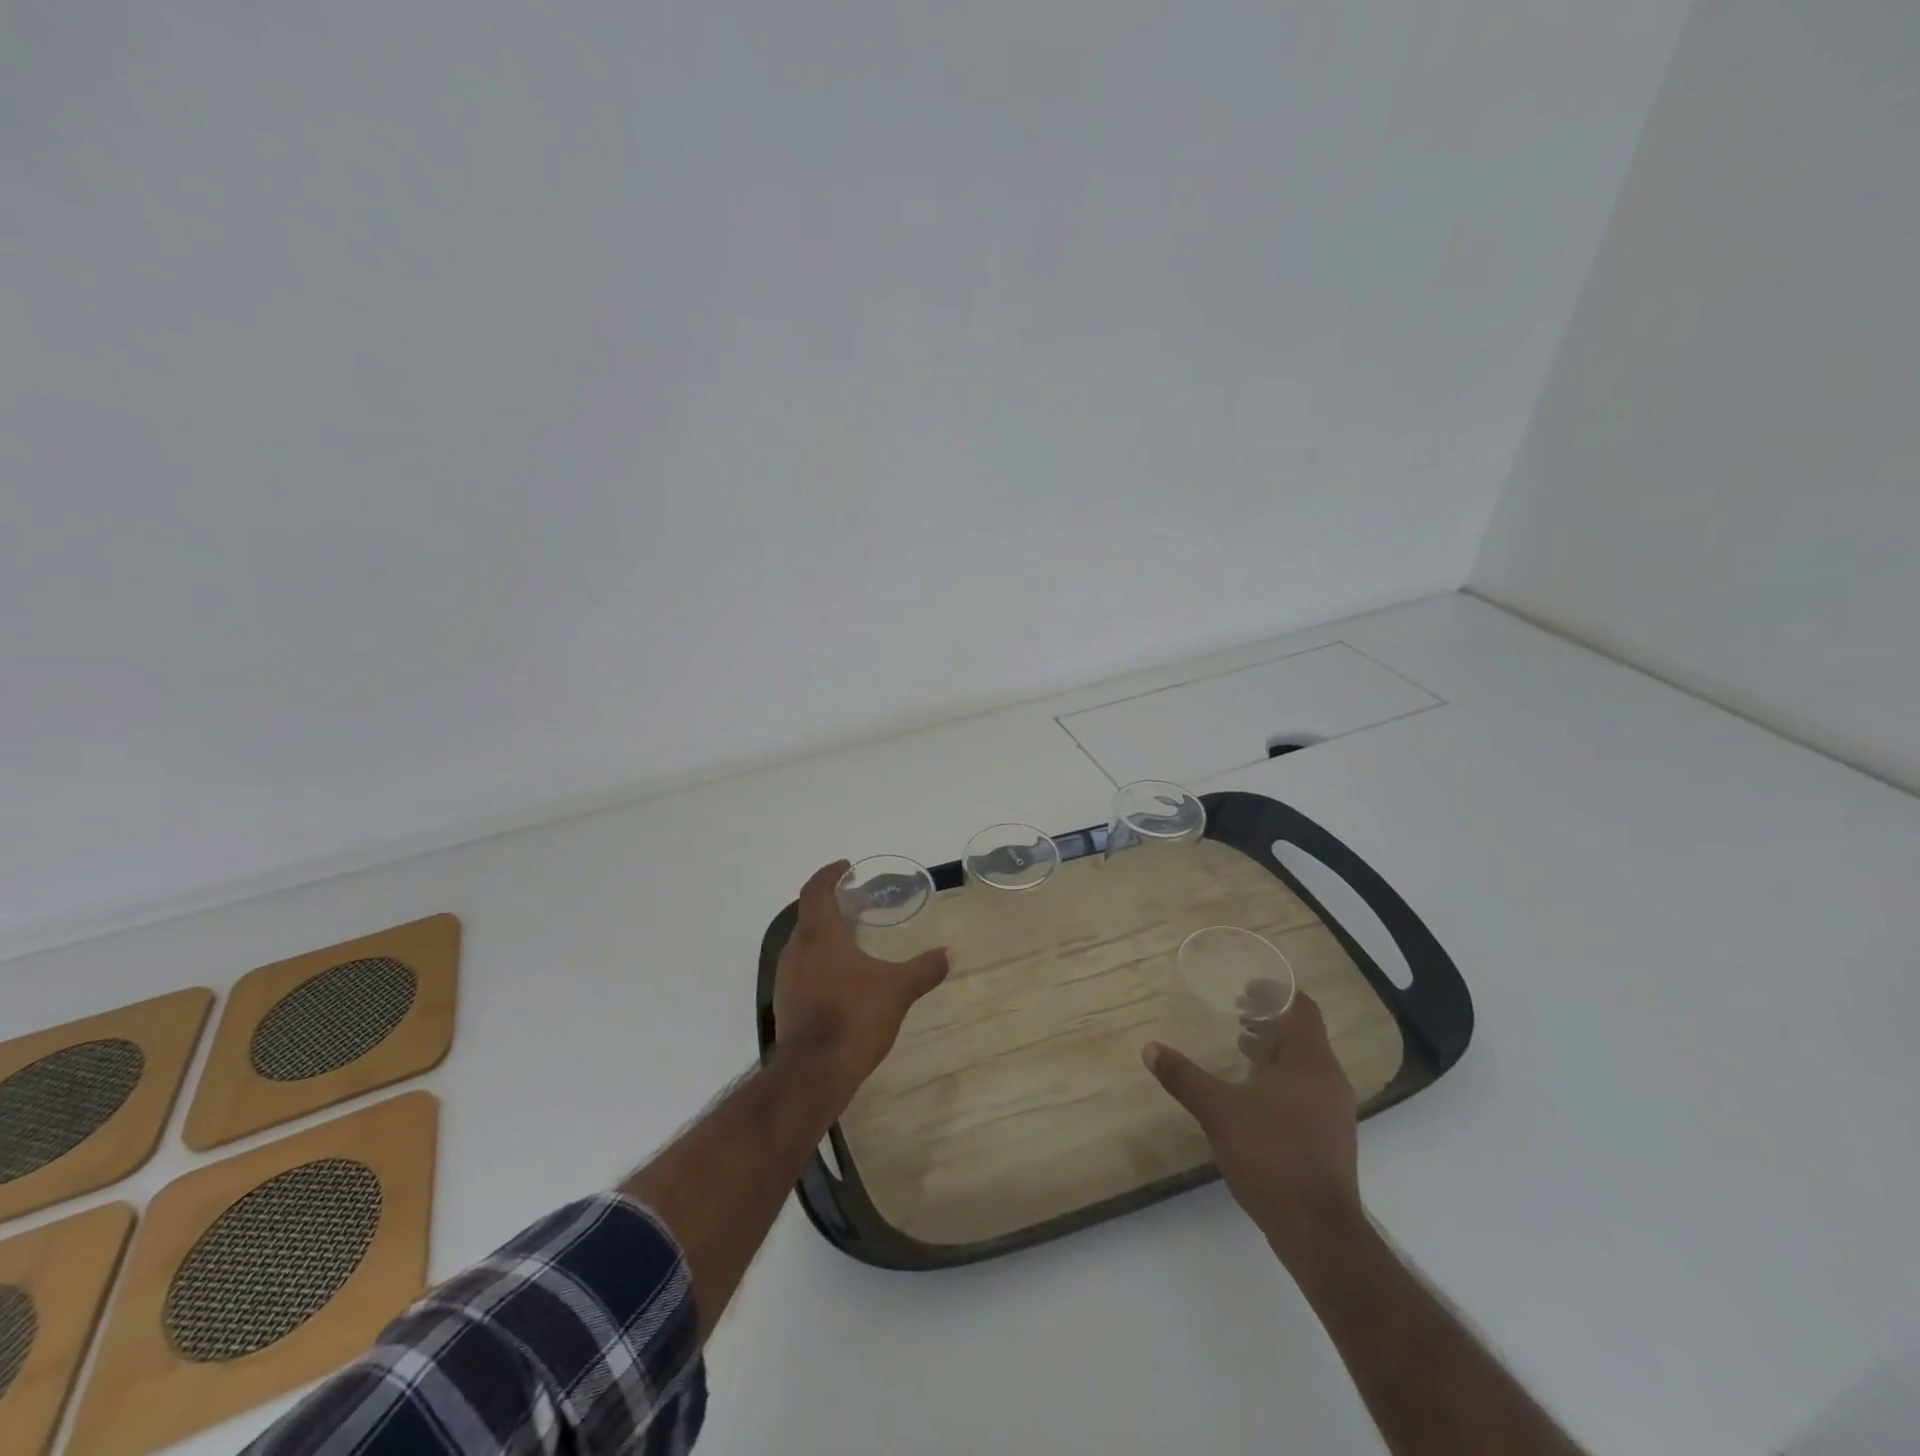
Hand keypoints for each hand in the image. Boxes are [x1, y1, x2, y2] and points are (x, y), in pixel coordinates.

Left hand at [772, 860, 949, 1105]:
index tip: (846, 867)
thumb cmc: (854, 1016)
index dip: (829, 875)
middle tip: (861, 904)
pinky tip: (847, 977)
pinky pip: (805, 969)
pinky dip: (823, 961)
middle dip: (834, 906)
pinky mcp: (788, 1004)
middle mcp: (796, 951)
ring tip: (857, 939)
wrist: (814, 1073)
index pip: (815, 891)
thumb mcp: (897, 989)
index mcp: (818, 935)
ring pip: (806, 944)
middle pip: (810, 916)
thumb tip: (949, 954)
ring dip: (828, 935)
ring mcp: (788, 979)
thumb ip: (923, 969)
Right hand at [1143, 992, 1362, 1263]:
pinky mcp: (1331, 1138)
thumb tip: (1150, 1048)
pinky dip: (1281, 1079)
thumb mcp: (1219, 1111)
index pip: (1303, 1008)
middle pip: (1304, 1034)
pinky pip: (1307, 1090)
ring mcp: (1334, 1112)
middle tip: (1235, 1015)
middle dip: (1269, 1021)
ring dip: (1274, 1051)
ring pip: (1305, 1065)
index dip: (1276, 992)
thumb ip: (1185, 1077)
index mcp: (1310, 1063)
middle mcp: (1330, 1080)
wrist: (1318, 1232)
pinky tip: (1252, 1096)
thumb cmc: (1272, 1156)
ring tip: (1239, 1050)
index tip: (1245, 988)